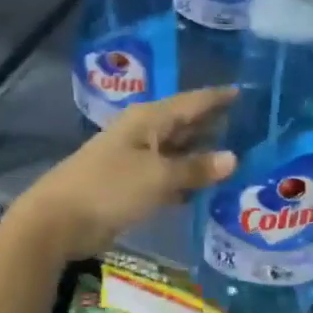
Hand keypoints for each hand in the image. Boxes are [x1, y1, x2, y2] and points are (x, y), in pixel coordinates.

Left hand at [7, 88, 238, 262]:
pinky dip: (187, 179)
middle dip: (215, 125)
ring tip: (242, 157)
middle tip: (254, 128)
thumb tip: (233, 158)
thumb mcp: (158, 177)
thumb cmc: (109, 188)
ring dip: (203, 155)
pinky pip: (168, 176)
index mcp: (149, 119)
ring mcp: (136, 159)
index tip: (246, 92)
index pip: (192, 101)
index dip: (218, 97)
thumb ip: (195, 168)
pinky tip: (210, 187)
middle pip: (185, 124)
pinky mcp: (131, 185)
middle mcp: (144, 133)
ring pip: (178, 151)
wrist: (58, 220)